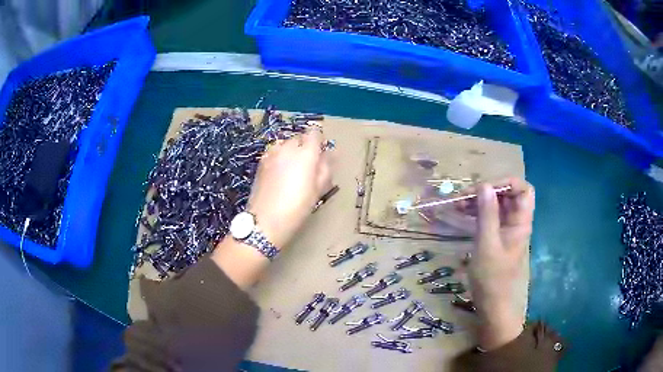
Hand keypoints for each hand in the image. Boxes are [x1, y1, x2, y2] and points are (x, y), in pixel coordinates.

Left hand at [213, 129, 331, 289]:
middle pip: (299, 138)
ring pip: (285, 144)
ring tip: (291, 170)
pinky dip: (279, 157)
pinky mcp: (261, 162)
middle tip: (307, 167)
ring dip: (290, 151)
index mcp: (306, 153)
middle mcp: (288, 148)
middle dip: (305, 147)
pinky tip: (278, 174)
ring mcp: (271, 154)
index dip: (319, 141)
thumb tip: (329, 154)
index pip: (315, 133)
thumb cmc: (297, 208)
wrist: (265, 221)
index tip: (320, 154)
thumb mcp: (318, 190)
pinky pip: (274, 152)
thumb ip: (325, 168)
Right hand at [464, 178, 533, 349]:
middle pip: (507, 194)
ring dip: (478, 200)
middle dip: (486, 190)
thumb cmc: (492, 277)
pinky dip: (476, 211)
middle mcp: (515, 221)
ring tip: (458, 203)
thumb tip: (483, 185)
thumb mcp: (487, 245)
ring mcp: (505, 228)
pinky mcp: (495, 235)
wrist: (492, 303)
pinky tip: (461, 212)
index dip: (506, 183)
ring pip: (495, 204)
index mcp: (521, 222)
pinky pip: (488, 215)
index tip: (484, 189)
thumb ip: (487, 214)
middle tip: (463, 196)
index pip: (523, 189)